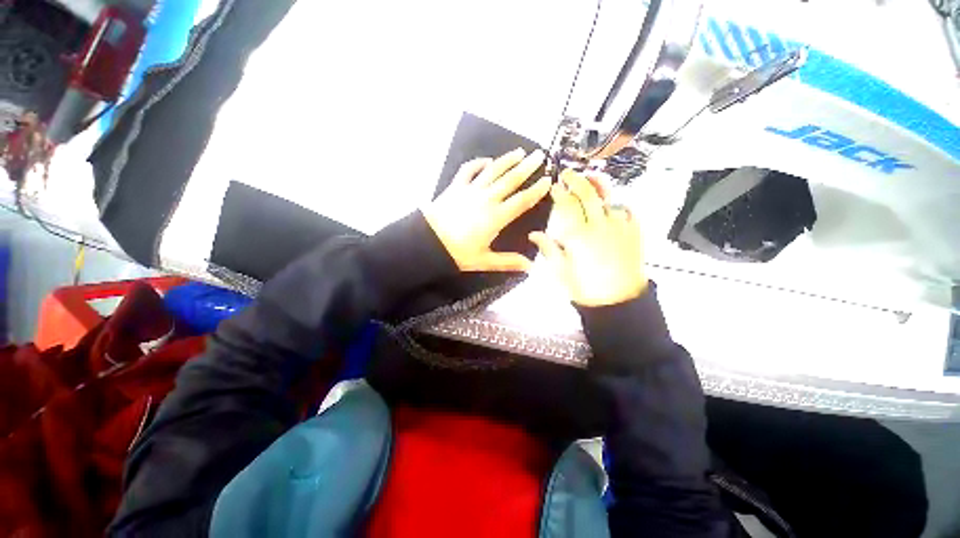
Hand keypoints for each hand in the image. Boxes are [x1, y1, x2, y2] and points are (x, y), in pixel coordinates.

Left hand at [423, 148, 550, 271]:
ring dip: (507, 160)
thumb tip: (530, 266)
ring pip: (493, 171)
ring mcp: (471, 190)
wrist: (427, 241)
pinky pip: (469, 170)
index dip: (536, 190)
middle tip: (540, 155)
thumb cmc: (457, 252)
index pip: (522, 200)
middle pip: (511, 180)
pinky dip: (478, 163)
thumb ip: (508, 262)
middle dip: (527, 167)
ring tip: (519, 152)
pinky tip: (487, 161)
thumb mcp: (484, 260)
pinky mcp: (456, 186)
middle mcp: (487, 199)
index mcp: (496, 217)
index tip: (548, 180)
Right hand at [529, 168, 647, 306]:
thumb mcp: (561, 271)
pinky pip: (627, 211)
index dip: (560, 193)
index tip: (554, 186)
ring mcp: (619, 227)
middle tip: (569, 173)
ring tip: (591, 180)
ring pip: (609, 199)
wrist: (619, 301)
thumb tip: (534, 234)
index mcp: (578, 236)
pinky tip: (612, 205)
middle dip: (577, 180)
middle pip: (588, 194)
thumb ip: (549, 249)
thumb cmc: (586, 289)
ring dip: (598, 187)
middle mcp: (599, 226)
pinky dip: (618, 204)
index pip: (567, 205)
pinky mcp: (634, 233)